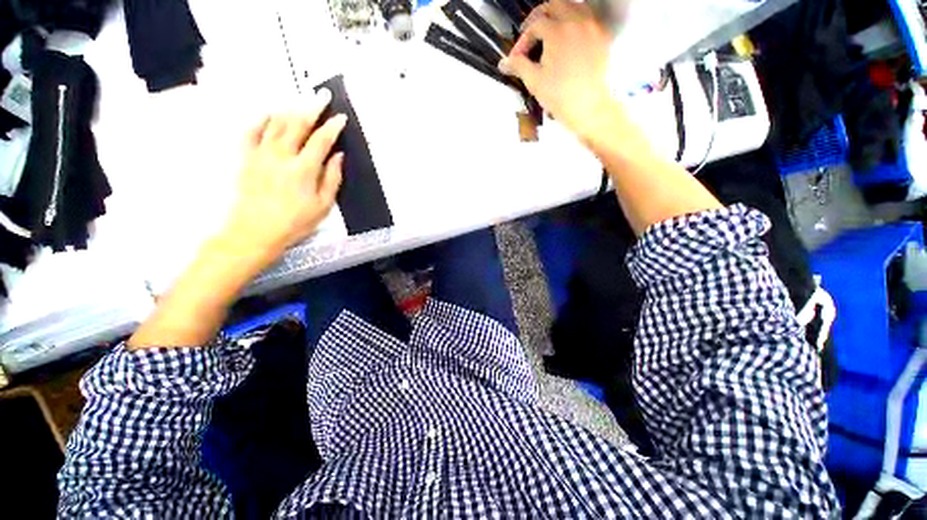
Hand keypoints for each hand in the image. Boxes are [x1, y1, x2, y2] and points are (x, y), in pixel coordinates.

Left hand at [220, 89, 345, 265]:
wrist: (255, 231)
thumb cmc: (294, 222)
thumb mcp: (323, 205)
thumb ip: (332, 178)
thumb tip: (338, 156)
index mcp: (304, 168)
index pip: (321, 140)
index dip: (333, 127)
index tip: (341, 118)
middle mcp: (282, 155)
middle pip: (298, 124)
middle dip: (312, 108)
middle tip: (321, 96)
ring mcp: (261, 154)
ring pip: (276, 123)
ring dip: (290, 111)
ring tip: (300, 104)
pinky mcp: (246, 157)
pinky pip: (251, 131)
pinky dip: (261, 120)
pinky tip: (268, 114)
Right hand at [499, 0, 617, 141]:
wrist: (588, 107)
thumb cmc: (559, 95)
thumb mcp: (534, 81)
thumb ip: (518, 66)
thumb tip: (503, 63)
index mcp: (557, 31)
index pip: (535, 25)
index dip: (523, 40)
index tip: (518, 57)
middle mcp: (576, 22)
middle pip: (555, 5)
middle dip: (539, 16)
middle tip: (531, 31)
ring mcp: (592, 27)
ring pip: (575, 7)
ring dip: (560, 14)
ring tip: (551, 30)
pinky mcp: (603, 37)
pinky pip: (590, 19)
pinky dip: (577, 21)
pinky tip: (571, 36)